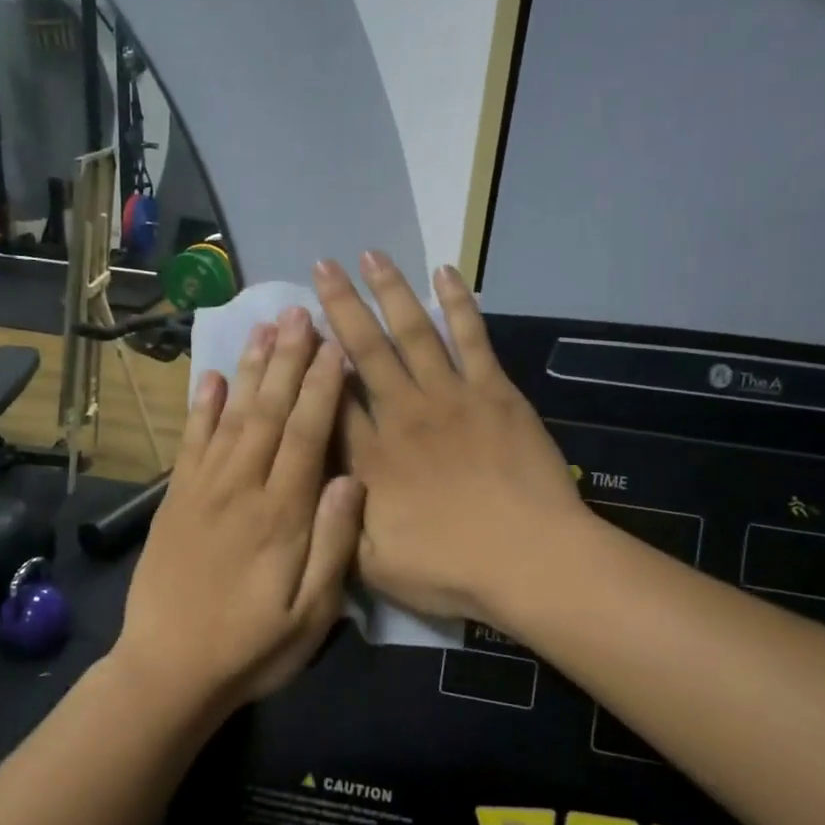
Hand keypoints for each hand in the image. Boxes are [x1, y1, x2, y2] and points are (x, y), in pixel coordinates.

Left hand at [116, 306, 363, 713]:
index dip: (322, 387)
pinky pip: (190, 443)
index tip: (335, 345)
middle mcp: (241, 489)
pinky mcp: (174, 501)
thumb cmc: (251, 649)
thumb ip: (333, 545)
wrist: (167, 671)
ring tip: (264, 327)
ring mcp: (202, 491)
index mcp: (282, 515)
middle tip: (300, 312)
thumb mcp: (311, 615)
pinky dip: (199, 408)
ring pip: (230, 417)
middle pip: (268, 412)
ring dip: (248, 370)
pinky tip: (208, 378)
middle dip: (287, 360)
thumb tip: (352, 480)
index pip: (308, 435)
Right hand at [314, 252, 584, 628]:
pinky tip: (445, 274)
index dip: (311, 360)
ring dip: (390, 291)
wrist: (528, 559)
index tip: (296, 328)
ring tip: (370, 255)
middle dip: (341, 306)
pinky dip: (457, 304)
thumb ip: (335, 523)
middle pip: (365, 350)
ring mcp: (450, 397)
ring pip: (412, 333)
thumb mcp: (371, 565)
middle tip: (323, 267)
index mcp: (370, 458)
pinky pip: (471, 338)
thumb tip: (313, 481)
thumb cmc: (449, 569)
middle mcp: (402, 414)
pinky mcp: (494, 392)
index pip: (331, 398)